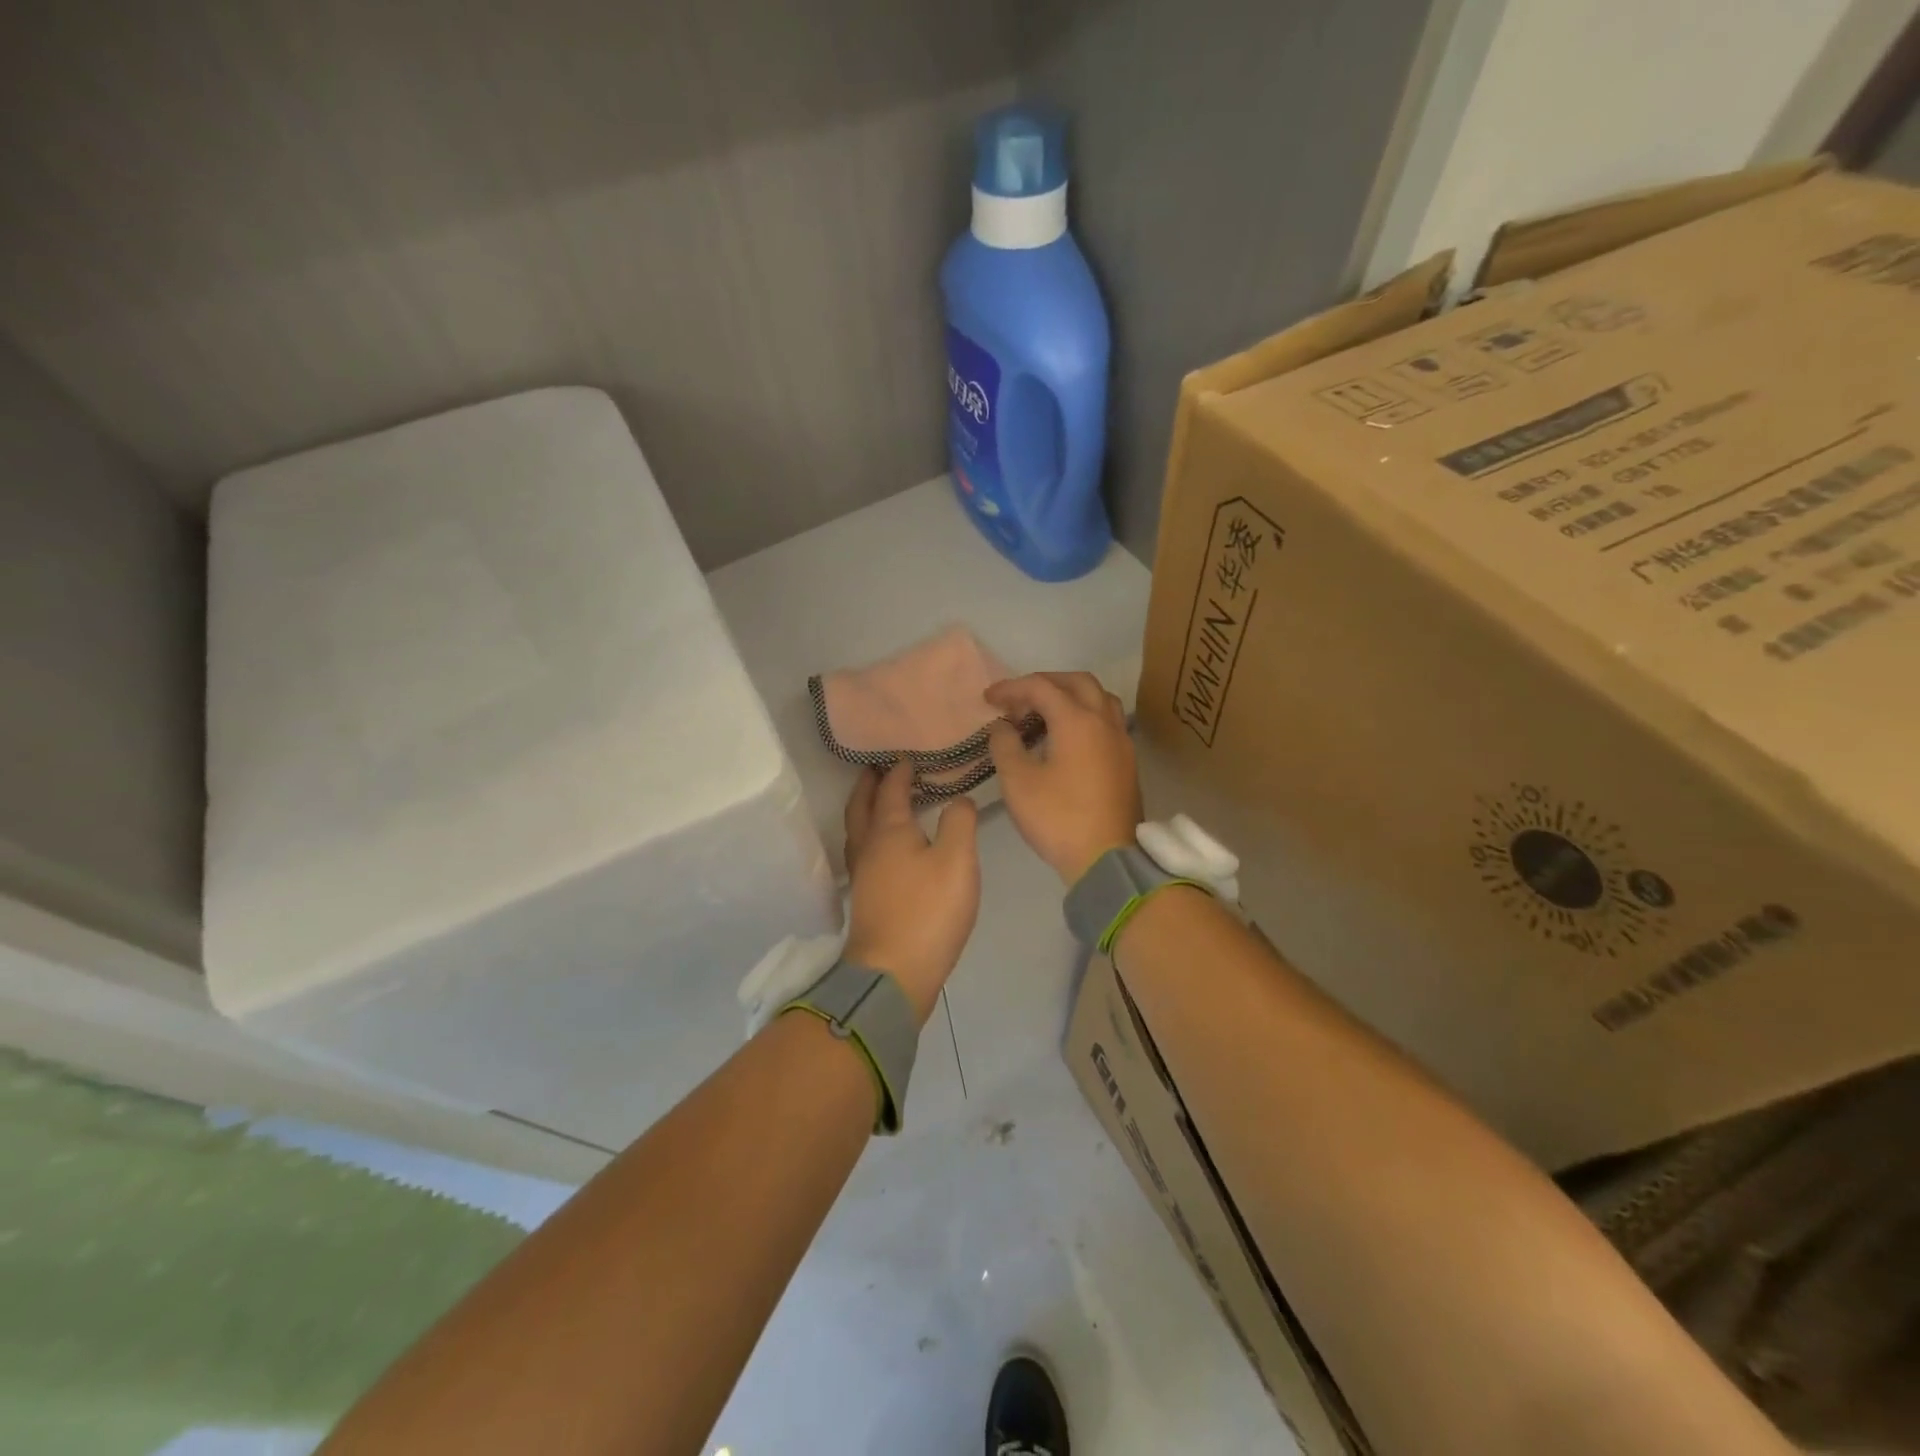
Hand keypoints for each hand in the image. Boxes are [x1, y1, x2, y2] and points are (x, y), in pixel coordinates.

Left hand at [842, 761, 981, 1024]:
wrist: (893, 973)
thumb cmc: (928, 911)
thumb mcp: (957, 860)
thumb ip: (960, 822)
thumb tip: (959, 799)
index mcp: (889, 831)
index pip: (891, 790)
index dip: (899, 771)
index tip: (907, 756)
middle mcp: (868, 848)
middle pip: (861, 807)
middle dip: (868, 785)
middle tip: (875, 769)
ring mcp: (862, 876)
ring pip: (857, 831)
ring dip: (864, 810)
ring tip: (878, 803)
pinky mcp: (865, 900)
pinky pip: (863, 853)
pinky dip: (870, 837)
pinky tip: (885, 851)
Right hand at [985, 672, 1141, 885]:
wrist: (1107, 859)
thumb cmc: (1058, 818)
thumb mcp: (1018, 782)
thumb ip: (1005, 745)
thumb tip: (1003, 727)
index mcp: (1077, 720)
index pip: (1040, 687)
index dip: (1011, 688)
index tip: (988, 699)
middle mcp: (1104, 721)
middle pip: (1076, 682)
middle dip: (1044, 683)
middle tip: (1018, 700)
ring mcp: (1121, 741)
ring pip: (1098, 698)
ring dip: (1069, 696)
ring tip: (1044, 714)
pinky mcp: (1127, 761)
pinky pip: (1106, 721)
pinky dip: (1083, 715)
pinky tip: (1066, 738)